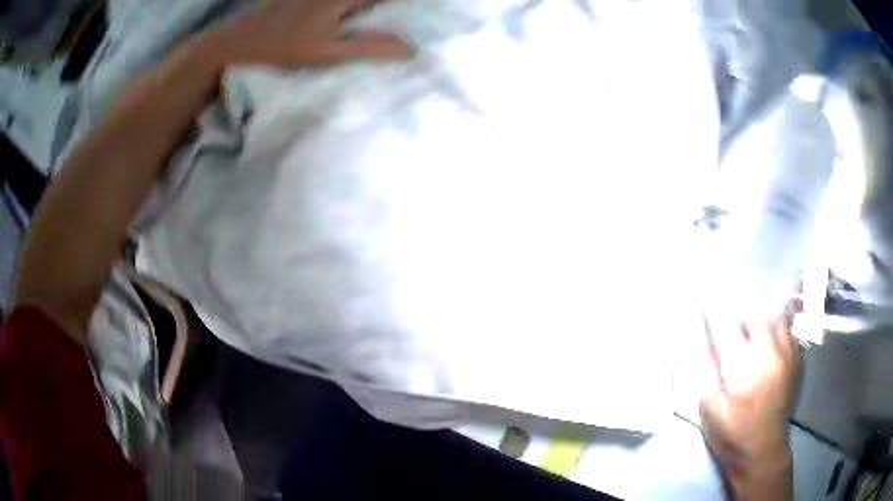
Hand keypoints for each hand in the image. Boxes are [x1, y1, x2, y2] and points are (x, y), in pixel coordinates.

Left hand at [208, 0, 412, 67]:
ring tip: (381, 13)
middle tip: (404, 13)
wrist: (236, 43)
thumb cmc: (282, 49)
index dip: (402, 5)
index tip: (429, 11)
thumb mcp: (329, 52)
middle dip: (384, 7)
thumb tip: (411, 48)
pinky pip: (334, 0)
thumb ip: (371, 46)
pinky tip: (353, 16)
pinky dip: (351, 7)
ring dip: (369, 7)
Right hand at [700, 304, 800, 498]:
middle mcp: (769, 352)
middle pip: (754, 311)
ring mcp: (786, 352)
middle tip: (727, 312)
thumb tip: (700, 335)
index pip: (726, 325)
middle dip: (738, 309)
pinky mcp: (795, 357)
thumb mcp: (709, 408)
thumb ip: (706, 368)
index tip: (703, 301)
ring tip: (747, 317)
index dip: (713, 311)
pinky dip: (774, 322)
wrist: (762, 451)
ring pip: (774, 313)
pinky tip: (765, 330)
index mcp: (743, 367)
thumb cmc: (731, 433)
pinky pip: (786, 326)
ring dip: (759, 312)